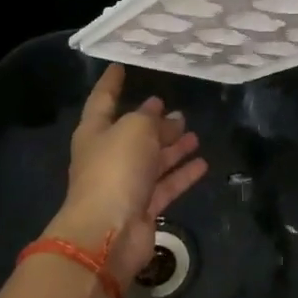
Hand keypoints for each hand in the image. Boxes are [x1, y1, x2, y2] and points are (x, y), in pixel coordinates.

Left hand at [47, 64, 207, 287]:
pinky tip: (202, 163)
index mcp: (95, 132)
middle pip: (133, 133)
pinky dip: (182, 173)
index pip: (102, 99)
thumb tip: (161, 111)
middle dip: (154, 122)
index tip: (120, 66)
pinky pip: (165, 184)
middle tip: (178, 110)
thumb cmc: (115, 168)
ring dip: (172, 147)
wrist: (108, 231)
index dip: (111, 82)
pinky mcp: (143, 207)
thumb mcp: (135, 129)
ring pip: (152, 159)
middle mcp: (108, 156)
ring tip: (194, 134)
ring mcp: (125, 183)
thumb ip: (150, 117)